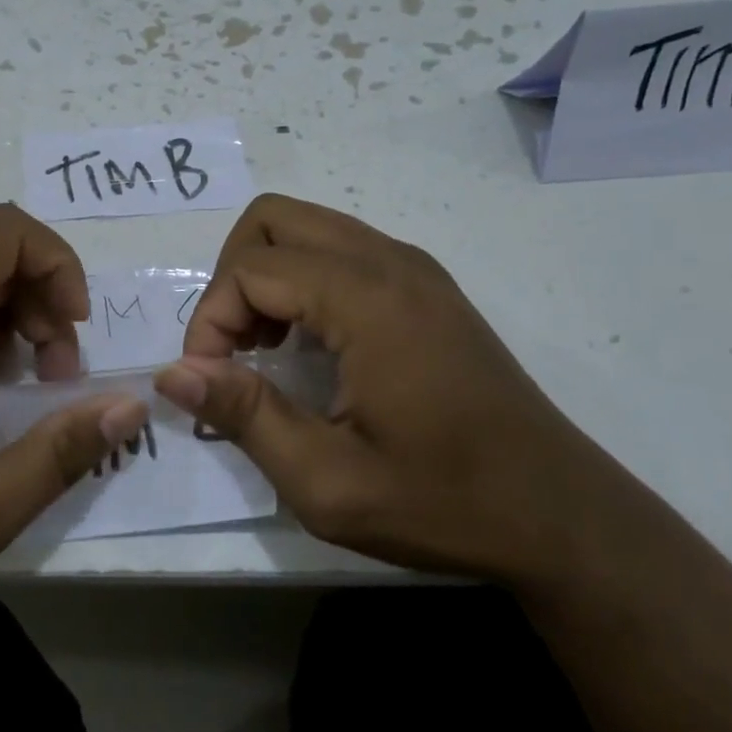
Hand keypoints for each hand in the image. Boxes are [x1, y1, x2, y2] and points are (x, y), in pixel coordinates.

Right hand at [153, 195, 648, 591]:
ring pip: (307, 227)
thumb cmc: (442, 501)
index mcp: (367, 298)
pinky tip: (310, 345)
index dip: (210, 319)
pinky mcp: (426, 285)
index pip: (252, 267)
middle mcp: (389, 261)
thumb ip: (244, 416)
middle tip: (233, 350)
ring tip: (264, 349)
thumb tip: (171, 373)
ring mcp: (413, 267)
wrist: (559, 513)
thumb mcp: (328, 481)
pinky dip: (302, 280)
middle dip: (232, 277)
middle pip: (274, 218)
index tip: (209, 382)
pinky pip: (340, 249)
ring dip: (266, 276)